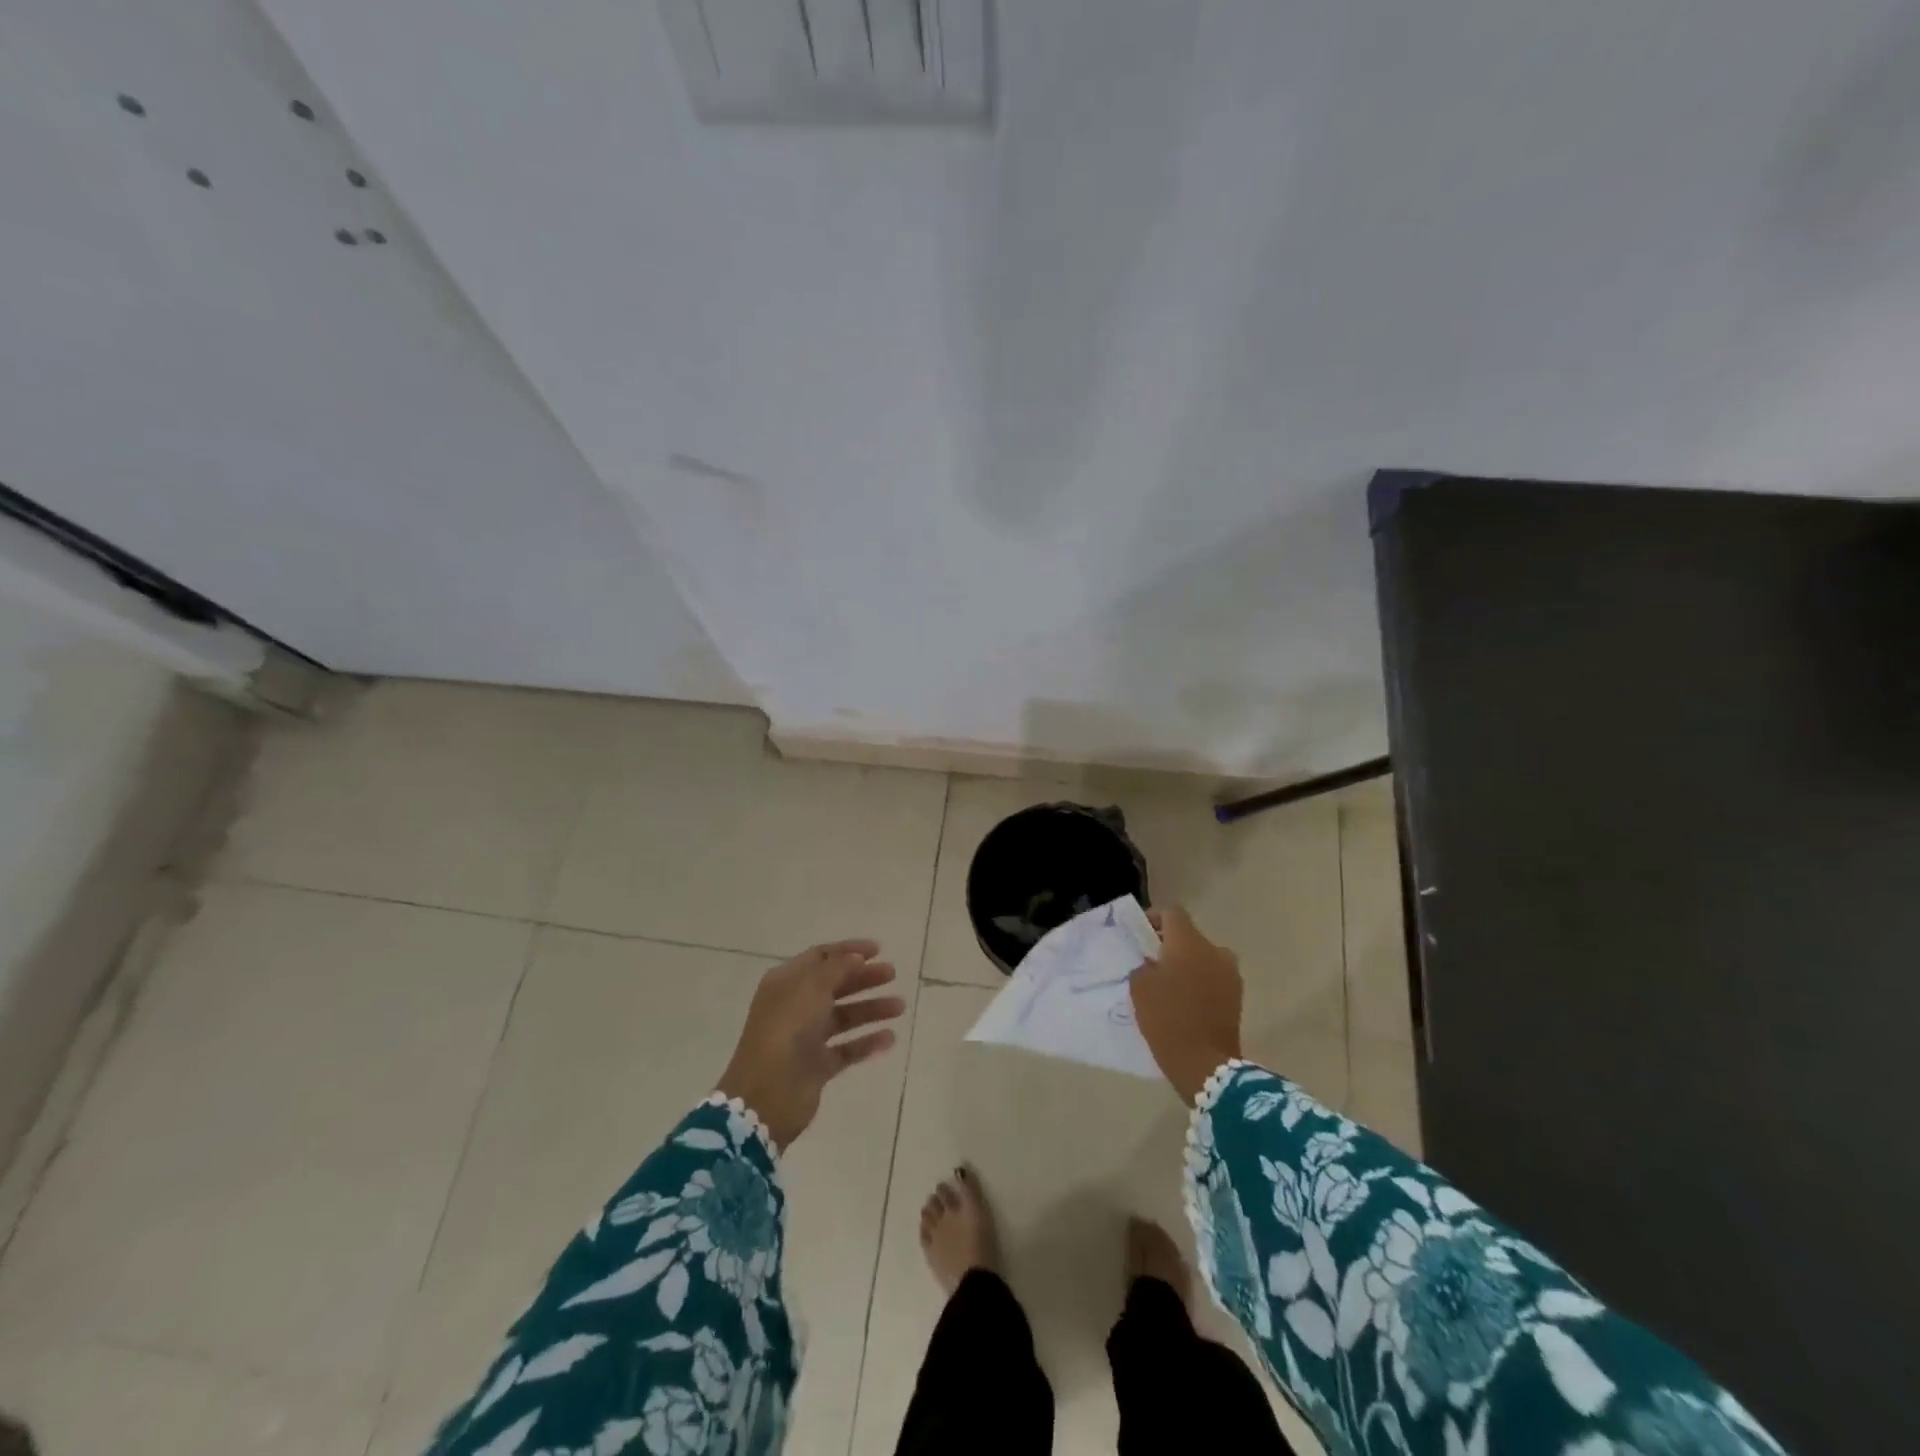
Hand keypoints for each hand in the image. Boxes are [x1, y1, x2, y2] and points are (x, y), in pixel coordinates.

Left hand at [716, 940, 905, 1150]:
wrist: (767, 1095)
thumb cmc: (787, 1030)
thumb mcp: (812, 988)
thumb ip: (837, 969)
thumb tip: (856, 958)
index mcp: (787, 983)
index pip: (820, 957)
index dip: (848, 951)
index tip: (879, 950)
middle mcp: (795, 1007)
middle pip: (835, 985)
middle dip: (864, 978)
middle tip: (892, 975)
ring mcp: (805, 1038)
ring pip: (843, 1017)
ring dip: (871, 1009)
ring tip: (899, 1007)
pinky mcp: (816, 1066)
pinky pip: (846, 1049)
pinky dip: (867, 1042)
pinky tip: (890, 1038)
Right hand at [1130, 906, 1243, 1103]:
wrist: (1205, 1064)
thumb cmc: (1167, 1018)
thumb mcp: (1140, 987)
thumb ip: (1144, 965)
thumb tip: (1152, 962)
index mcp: (1189, 941)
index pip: (1172, 913)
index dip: (1154, 919)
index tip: (1141, 935)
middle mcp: (1214, 950)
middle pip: (1190, 936)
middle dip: (1171, 945)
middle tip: (1152, 962)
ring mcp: (1230, 973)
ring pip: (1204, 957)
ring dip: (1188, 964)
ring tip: (1170, 984)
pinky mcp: (1237, 996)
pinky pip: (1214, 977)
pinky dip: (1200, 982)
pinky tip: (1185, 1001)